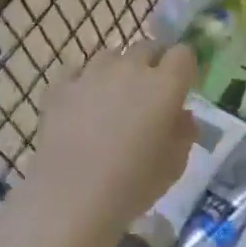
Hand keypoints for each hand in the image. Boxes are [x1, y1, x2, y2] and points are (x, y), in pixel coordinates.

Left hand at [19, 44, 199, 246]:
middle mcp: (131, 68)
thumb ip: (184, 133)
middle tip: (149, 93)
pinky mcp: (61, 86)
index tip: (181, 86)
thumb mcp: (174, 165)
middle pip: (147, 47)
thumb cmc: (132, 185)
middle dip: (153, 63)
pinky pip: (76, 71)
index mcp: (165, 84)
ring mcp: (93, 73)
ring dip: (118, 69)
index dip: (184, 67)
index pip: (183, 53)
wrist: (71, 199)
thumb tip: (182, 115)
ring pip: (111, 55)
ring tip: (113, 97)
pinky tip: (81, 103)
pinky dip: (83, 81)